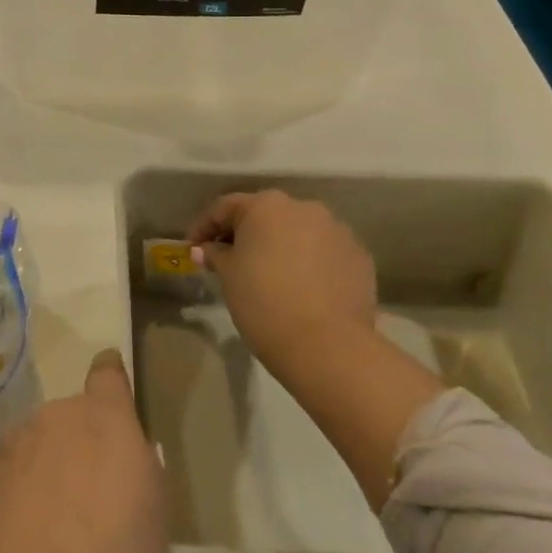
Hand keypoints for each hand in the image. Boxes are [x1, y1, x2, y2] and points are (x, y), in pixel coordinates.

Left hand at [0, 349, 167, 552]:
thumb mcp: (156, 521)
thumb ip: (142, 473)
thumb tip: (129, 457)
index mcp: (105, 420)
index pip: (107, 374)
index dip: (111, 378)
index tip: (112, 384)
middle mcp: (56, 417)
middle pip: (71, 417)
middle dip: (80, 443)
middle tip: (90, 495)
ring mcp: (14, 444)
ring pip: (37, 444)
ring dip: (46, 467)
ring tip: (53, 525)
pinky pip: (9, 472)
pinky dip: (17, 492)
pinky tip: (22, 539)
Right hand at [191, 190, 378, 385]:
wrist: (328, 347)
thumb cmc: (264, 303)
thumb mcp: (229, 277)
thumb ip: (216, 255)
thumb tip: (206, 249)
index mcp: (267, 205)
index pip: (226, 208)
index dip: (204, 227)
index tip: (193, 249)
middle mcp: (304, 207)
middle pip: (265, 215)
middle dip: (245, 234)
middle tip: (228, 260)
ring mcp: (337, 230)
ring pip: (299, 232)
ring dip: (280, 246)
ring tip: (268, 274)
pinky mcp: (359, 256)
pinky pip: (324, 252)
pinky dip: (309, 263)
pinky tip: (301, 287)